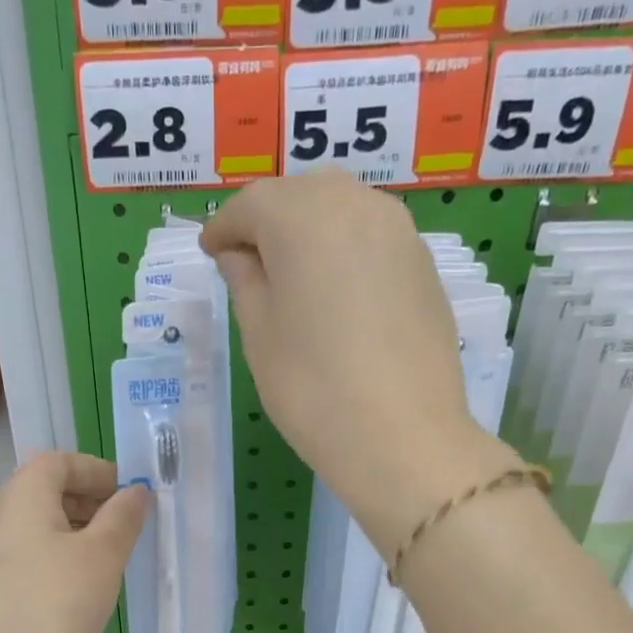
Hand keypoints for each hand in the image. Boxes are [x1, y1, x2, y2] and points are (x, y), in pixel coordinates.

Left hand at [0, 452, 148, 632]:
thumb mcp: (102, 556)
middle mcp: (1, 519)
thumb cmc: (55, 606)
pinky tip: (84, 590)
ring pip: (42, 527)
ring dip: (80, 532)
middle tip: (127, 526)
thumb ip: (123, 517)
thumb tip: (136, 491)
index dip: (97, 469)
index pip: (58, 461)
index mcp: (23, 498)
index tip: (130, 495)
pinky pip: (34, 557)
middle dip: (91, 500)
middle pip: (47, 490)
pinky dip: (63, 559)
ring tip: (112, 559)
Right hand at [201, 172, 516, 545]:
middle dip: (269, 219)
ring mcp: (399, 232)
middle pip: (301, 195)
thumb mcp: (259, 335)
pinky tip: (335, 291)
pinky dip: (345, 248)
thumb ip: (245, 281)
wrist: (402, 437)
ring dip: (310, 229)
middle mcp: (356, 205)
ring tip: (291, 273)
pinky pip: (372, 237)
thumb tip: (240, 255)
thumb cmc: (312, 388)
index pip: (252, 204)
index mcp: (303, 218)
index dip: (224, 226)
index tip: (209, 251)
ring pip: (342, 209)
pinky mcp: (423, 264)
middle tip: (247, 260)